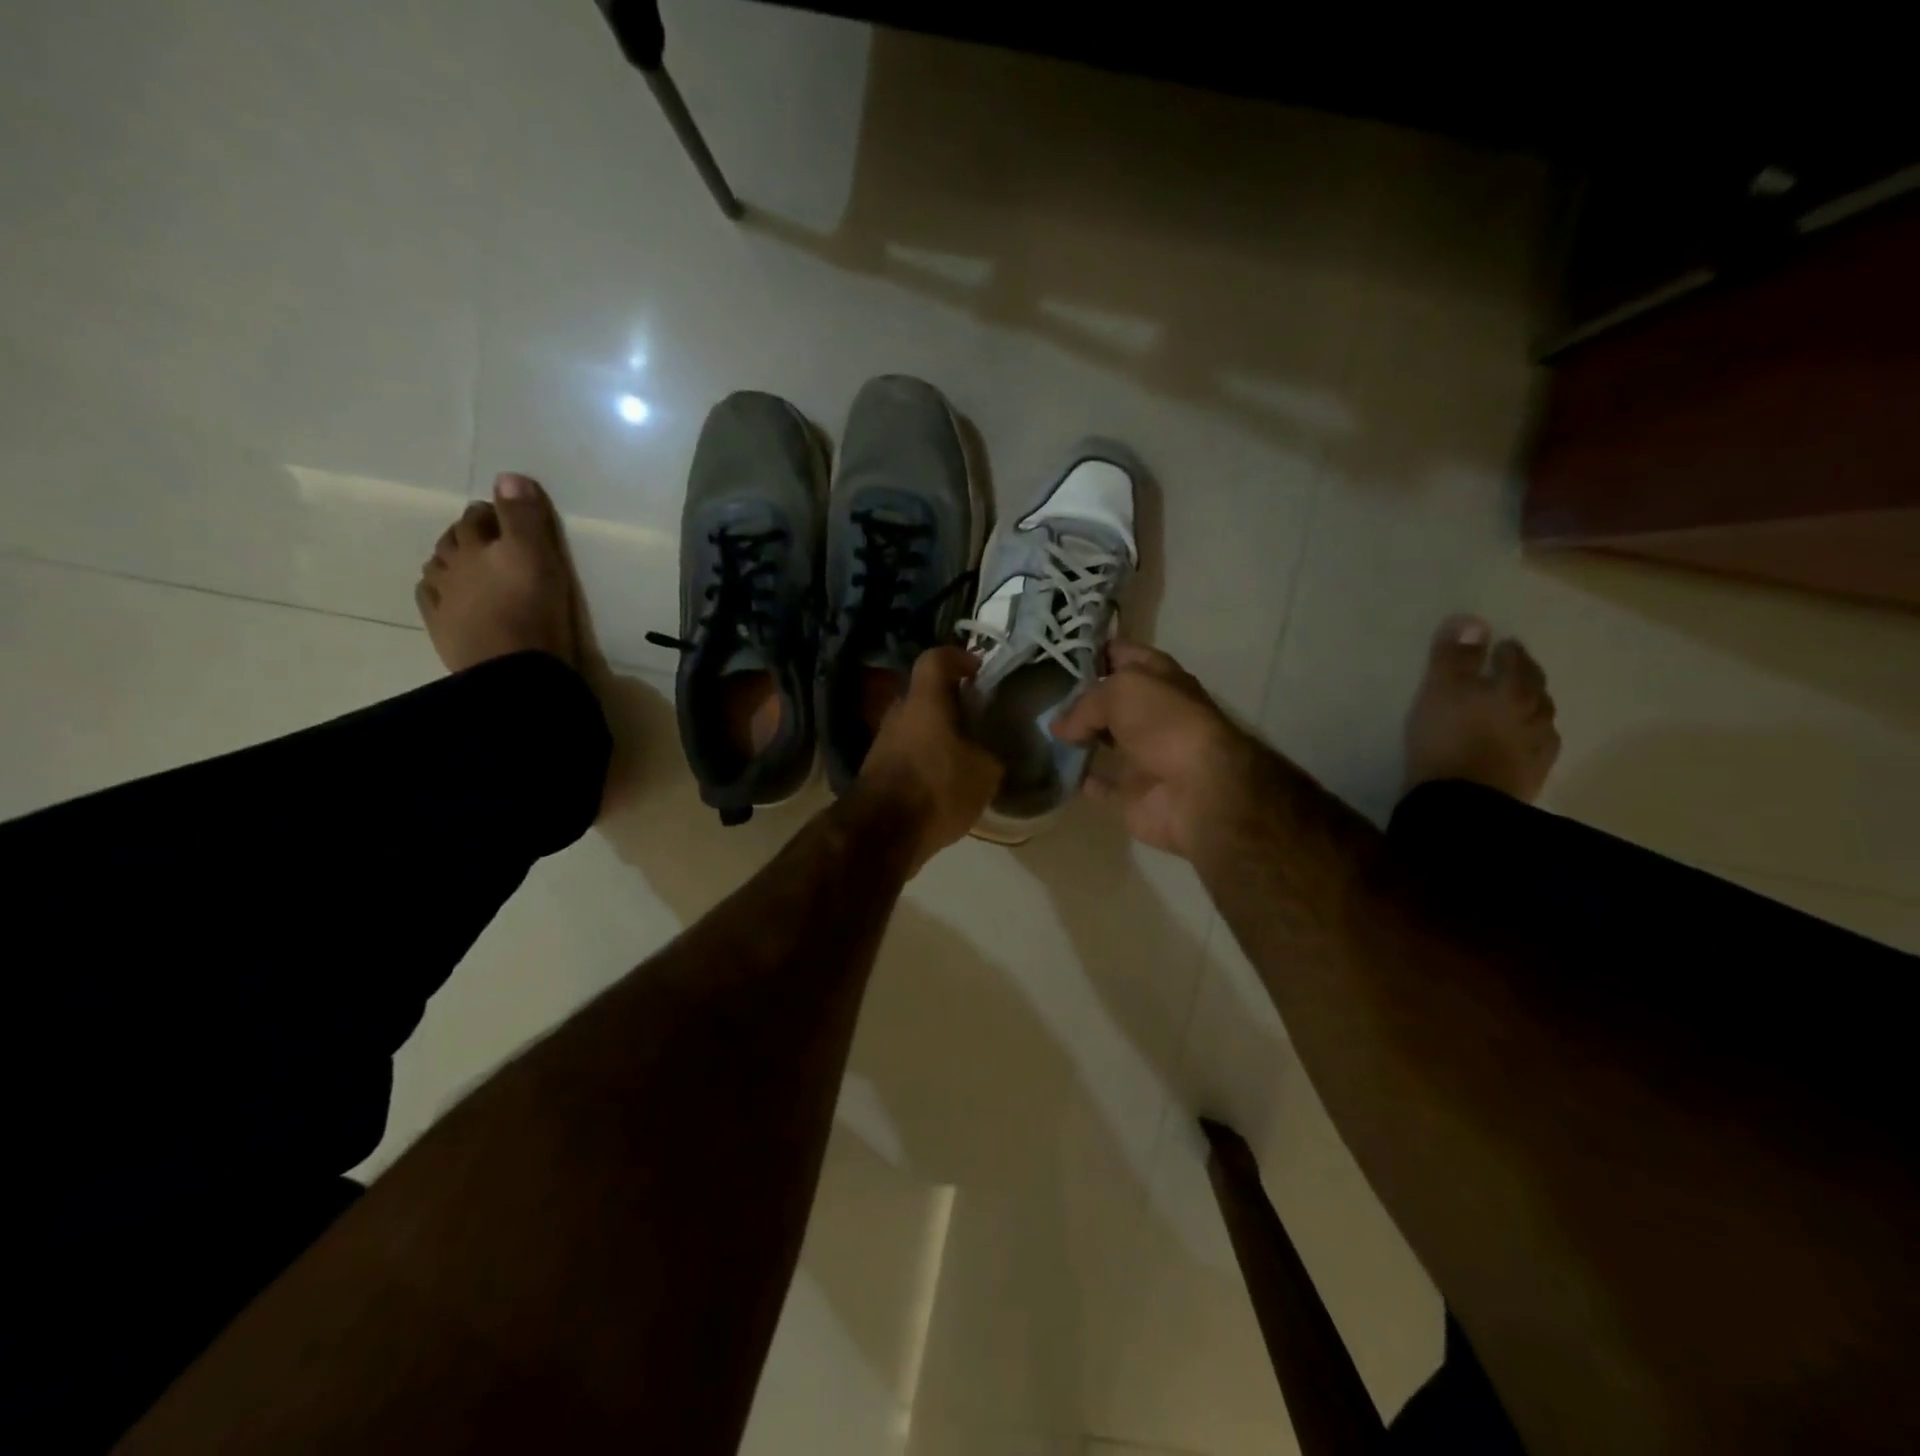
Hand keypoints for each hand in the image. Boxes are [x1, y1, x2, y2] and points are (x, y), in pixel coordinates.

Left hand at [857, 646, 1004, 871]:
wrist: (881, 833)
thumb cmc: (937, 788)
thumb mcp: (984, 772)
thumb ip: (990, 753)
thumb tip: (989, 752)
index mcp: (924, 701)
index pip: (935, 659)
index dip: (957, 658)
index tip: (977, 670)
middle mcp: (898, 713)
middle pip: (924, 694)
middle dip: (949, 702)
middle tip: (976, 717)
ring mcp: (882, 742)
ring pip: (914, 725)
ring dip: (937, 734)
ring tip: (964, 755)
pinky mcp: (875, 770)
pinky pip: (906, 752)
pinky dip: (925, 758)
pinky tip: (944, 781)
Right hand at [1049, 640, 1253, 858]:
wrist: (1197, 791)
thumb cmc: (1165, 724)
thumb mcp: (1120, 690)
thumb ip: (1084, 703)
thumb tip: (1060, 727)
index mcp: (1159, 677)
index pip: (1122, 653)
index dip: (1092, 650)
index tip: (1054, 653)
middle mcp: (1153, 713)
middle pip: (1110, 699)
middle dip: (1078, 696)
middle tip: (1039, 692)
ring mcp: (1142, 755)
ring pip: (1103, 740)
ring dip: (1077, 737)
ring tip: (1039, 728)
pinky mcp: (1131, 792)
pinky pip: (1098, 782)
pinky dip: (1079, 778)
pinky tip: (1053, 767)